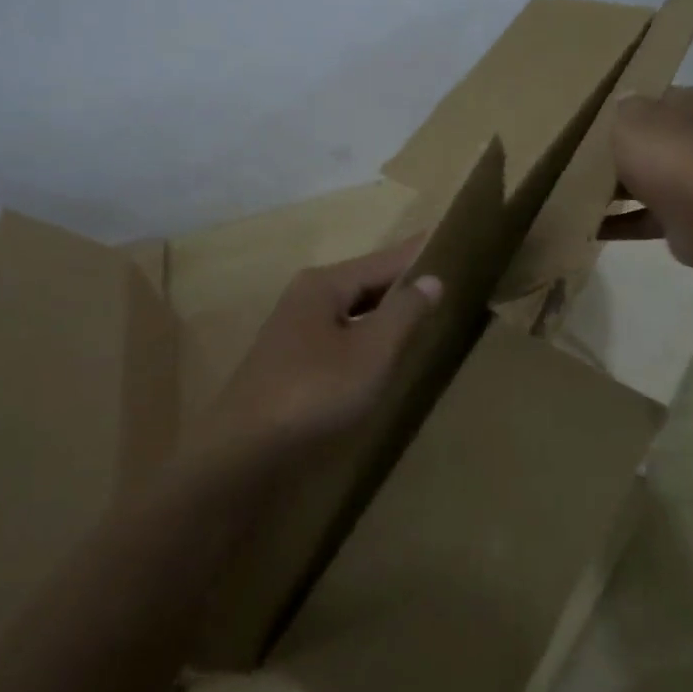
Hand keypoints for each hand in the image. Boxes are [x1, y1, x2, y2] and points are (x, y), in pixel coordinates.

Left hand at [203, 239, 442, 475]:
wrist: (245, 453)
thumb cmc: (315, 391)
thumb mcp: (371, 351)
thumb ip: (404, 313)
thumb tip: (432, 278)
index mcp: (324, 285)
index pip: (383, 259)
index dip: (417, 253)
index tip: (447, 238)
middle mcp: (305, 298)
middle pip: (365, 282)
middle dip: (401, 281)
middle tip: (444, 277)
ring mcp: (294, 332)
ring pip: (351, 311)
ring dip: (384, 310)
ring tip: (421, 309)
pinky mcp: (291, 363)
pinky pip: (341, 336)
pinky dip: (367, 335)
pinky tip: (382, 350)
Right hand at [601, 86, 692, 269]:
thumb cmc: (667, 153)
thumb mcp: (632, 118)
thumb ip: (624, 108)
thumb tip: (625, 101)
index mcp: (689, 106)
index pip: (658, 100)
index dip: (630, 108)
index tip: (599, 121)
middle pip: (653, 143)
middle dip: (623, 153)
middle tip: (584, 160)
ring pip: (649, 182)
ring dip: (619, 192)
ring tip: (580, 196)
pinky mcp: (686, 218)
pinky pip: (646, 219)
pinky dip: (621, 224)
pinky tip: (591, 228)